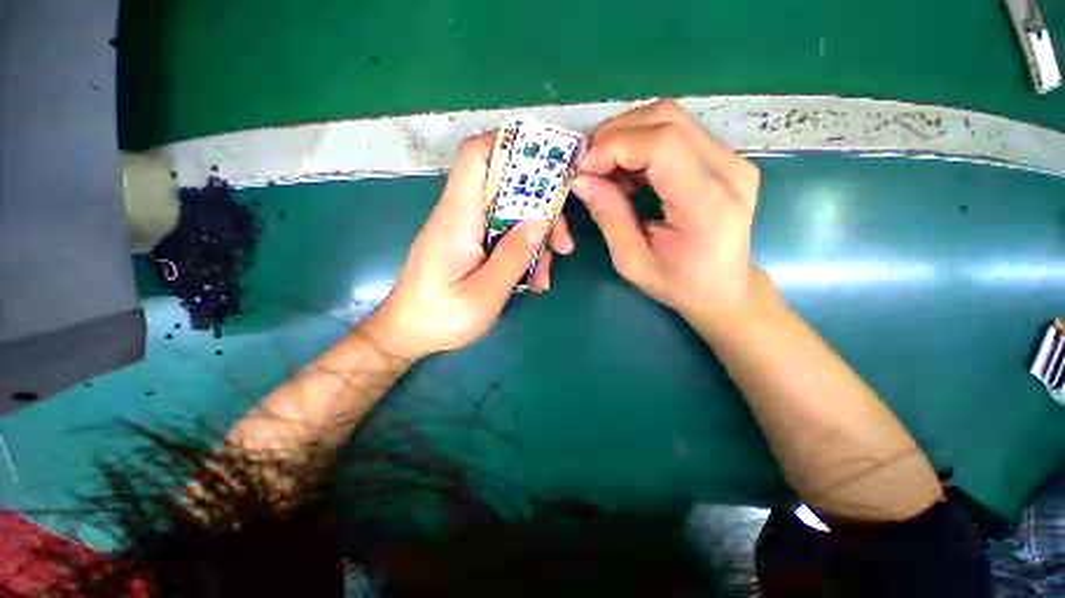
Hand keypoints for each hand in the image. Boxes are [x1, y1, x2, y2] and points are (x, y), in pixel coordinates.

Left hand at [361, 134, 574, 360]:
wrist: (405, 334)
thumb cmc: (440, 318)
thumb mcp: (484, 294)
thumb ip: (512, 256)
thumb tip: (539, 220)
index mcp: (457, 217)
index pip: (476, 155)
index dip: (510, 146)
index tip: (548, 166)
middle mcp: (459, 214)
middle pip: (506, 189)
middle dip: (541, 210)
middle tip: (562, 243)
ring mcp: (464, 230)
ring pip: (509, 216)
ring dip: (534, 239)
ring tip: (545, 276)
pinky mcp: (467, 245)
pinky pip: (501, 236)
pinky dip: (520, 252)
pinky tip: (531, 280)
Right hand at [571, 99, 760, 327]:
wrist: (724, 288)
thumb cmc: (678, 283)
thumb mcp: (632, 261)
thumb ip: (609, 217)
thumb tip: (581, 179)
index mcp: (707, 203)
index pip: (662, 144)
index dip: (615, 146)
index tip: (583, 168)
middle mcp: (728, 170)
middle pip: (666, 119)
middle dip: (615, 134)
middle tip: (589, 166)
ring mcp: (732, 159)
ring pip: (670, 117)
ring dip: (627, 136)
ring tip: (605, 170)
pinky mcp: (725, 158)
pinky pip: (676, 132)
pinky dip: (641, 144)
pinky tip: (627, 172)